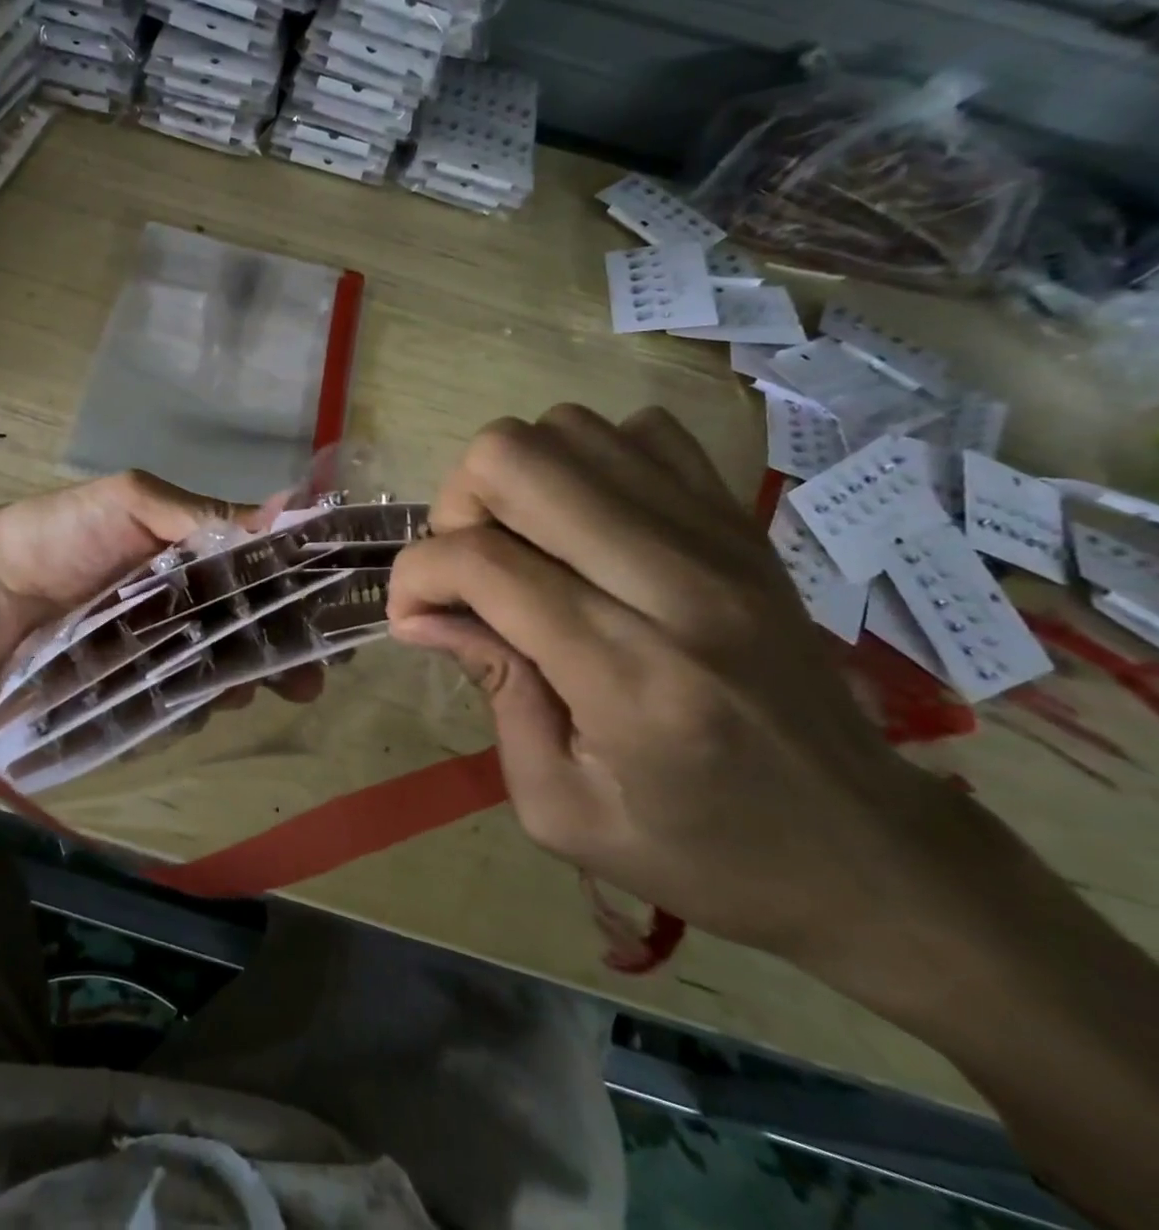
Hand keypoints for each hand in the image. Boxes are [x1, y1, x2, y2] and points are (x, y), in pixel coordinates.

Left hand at [0, 470, 321, 711]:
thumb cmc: (57, 535)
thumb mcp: (131, 502)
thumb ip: (202, 515)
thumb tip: (289, 512)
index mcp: (192, 551)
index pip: (263, 569)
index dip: (298, 591)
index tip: (331, 618)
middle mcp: (184, 600)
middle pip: (250, 628)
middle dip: (282, 652)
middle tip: (304, 679)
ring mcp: (159, 649)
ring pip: (220, 671)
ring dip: (239, 682)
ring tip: (240, 689)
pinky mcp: (132, 689)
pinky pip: (177, 704)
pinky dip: (192, 708)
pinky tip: (193, 709)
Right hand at [386, 406, 976, 968]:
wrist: (868, 852)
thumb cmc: (700, 851)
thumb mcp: (559, 805)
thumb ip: (490, 690)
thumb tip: (421, 612)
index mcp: (630, 676)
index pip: (484, 562)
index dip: (417, 575)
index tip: (412, 616)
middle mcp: (678, 584)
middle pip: (517, 460)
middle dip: (458, 506)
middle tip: (467, 570)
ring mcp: (719, 538)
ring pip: (568, 429)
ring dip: (516, 482)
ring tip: (522, 548)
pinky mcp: (741, 522)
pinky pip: (638, 433)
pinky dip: (586, 464)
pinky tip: (585, 527)